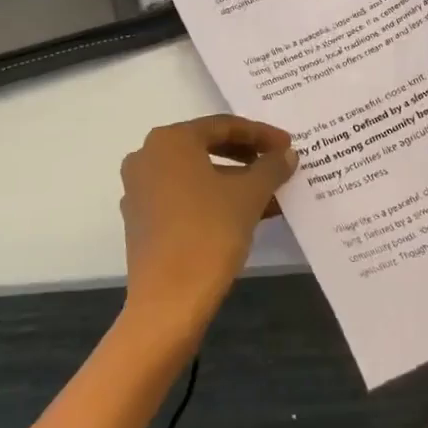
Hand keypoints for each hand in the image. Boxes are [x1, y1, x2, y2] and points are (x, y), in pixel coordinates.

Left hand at [118, 116, 296, 340]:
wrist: (169, 301)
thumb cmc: (209, 232)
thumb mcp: (250, 194)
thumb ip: (271, 166)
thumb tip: (287, 153)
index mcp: (170, 140)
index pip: (224, 126)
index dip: (261, 134)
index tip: (288, 145)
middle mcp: (148, 156)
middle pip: (207, 146)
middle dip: (247, 156)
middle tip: (278, 163)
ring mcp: (140, 189)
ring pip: (197, 173)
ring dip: (234, 180)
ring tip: (270, 193)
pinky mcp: (141, 220)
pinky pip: (184, 196)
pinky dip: (214, 198)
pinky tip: (246, 213)